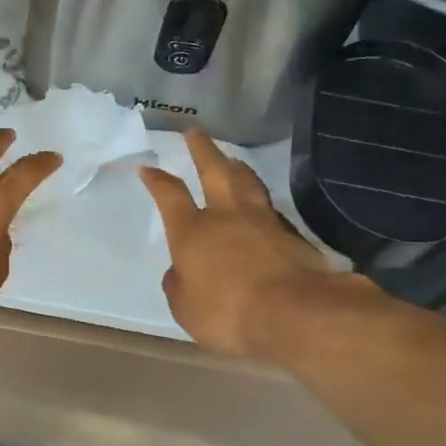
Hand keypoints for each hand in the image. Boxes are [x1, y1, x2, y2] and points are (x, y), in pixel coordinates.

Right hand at [140, 128, 373, 357]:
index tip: (149, 167)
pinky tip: (264, 205)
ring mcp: (263, 222)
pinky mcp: (294, 236)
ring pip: (248, 184)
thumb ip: (179, 286)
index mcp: (192, 232)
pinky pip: (272, 210)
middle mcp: (226, 217)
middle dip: (202, 150)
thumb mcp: (186, 309)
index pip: (170, 196)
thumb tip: (181, 272)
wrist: (296, 313)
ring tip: (233, 159)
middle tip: (195, 132)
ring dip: (237, 167)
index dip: (158, 180)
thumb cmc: (229, 313)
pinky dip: (263, 201)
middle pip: (214, 172)